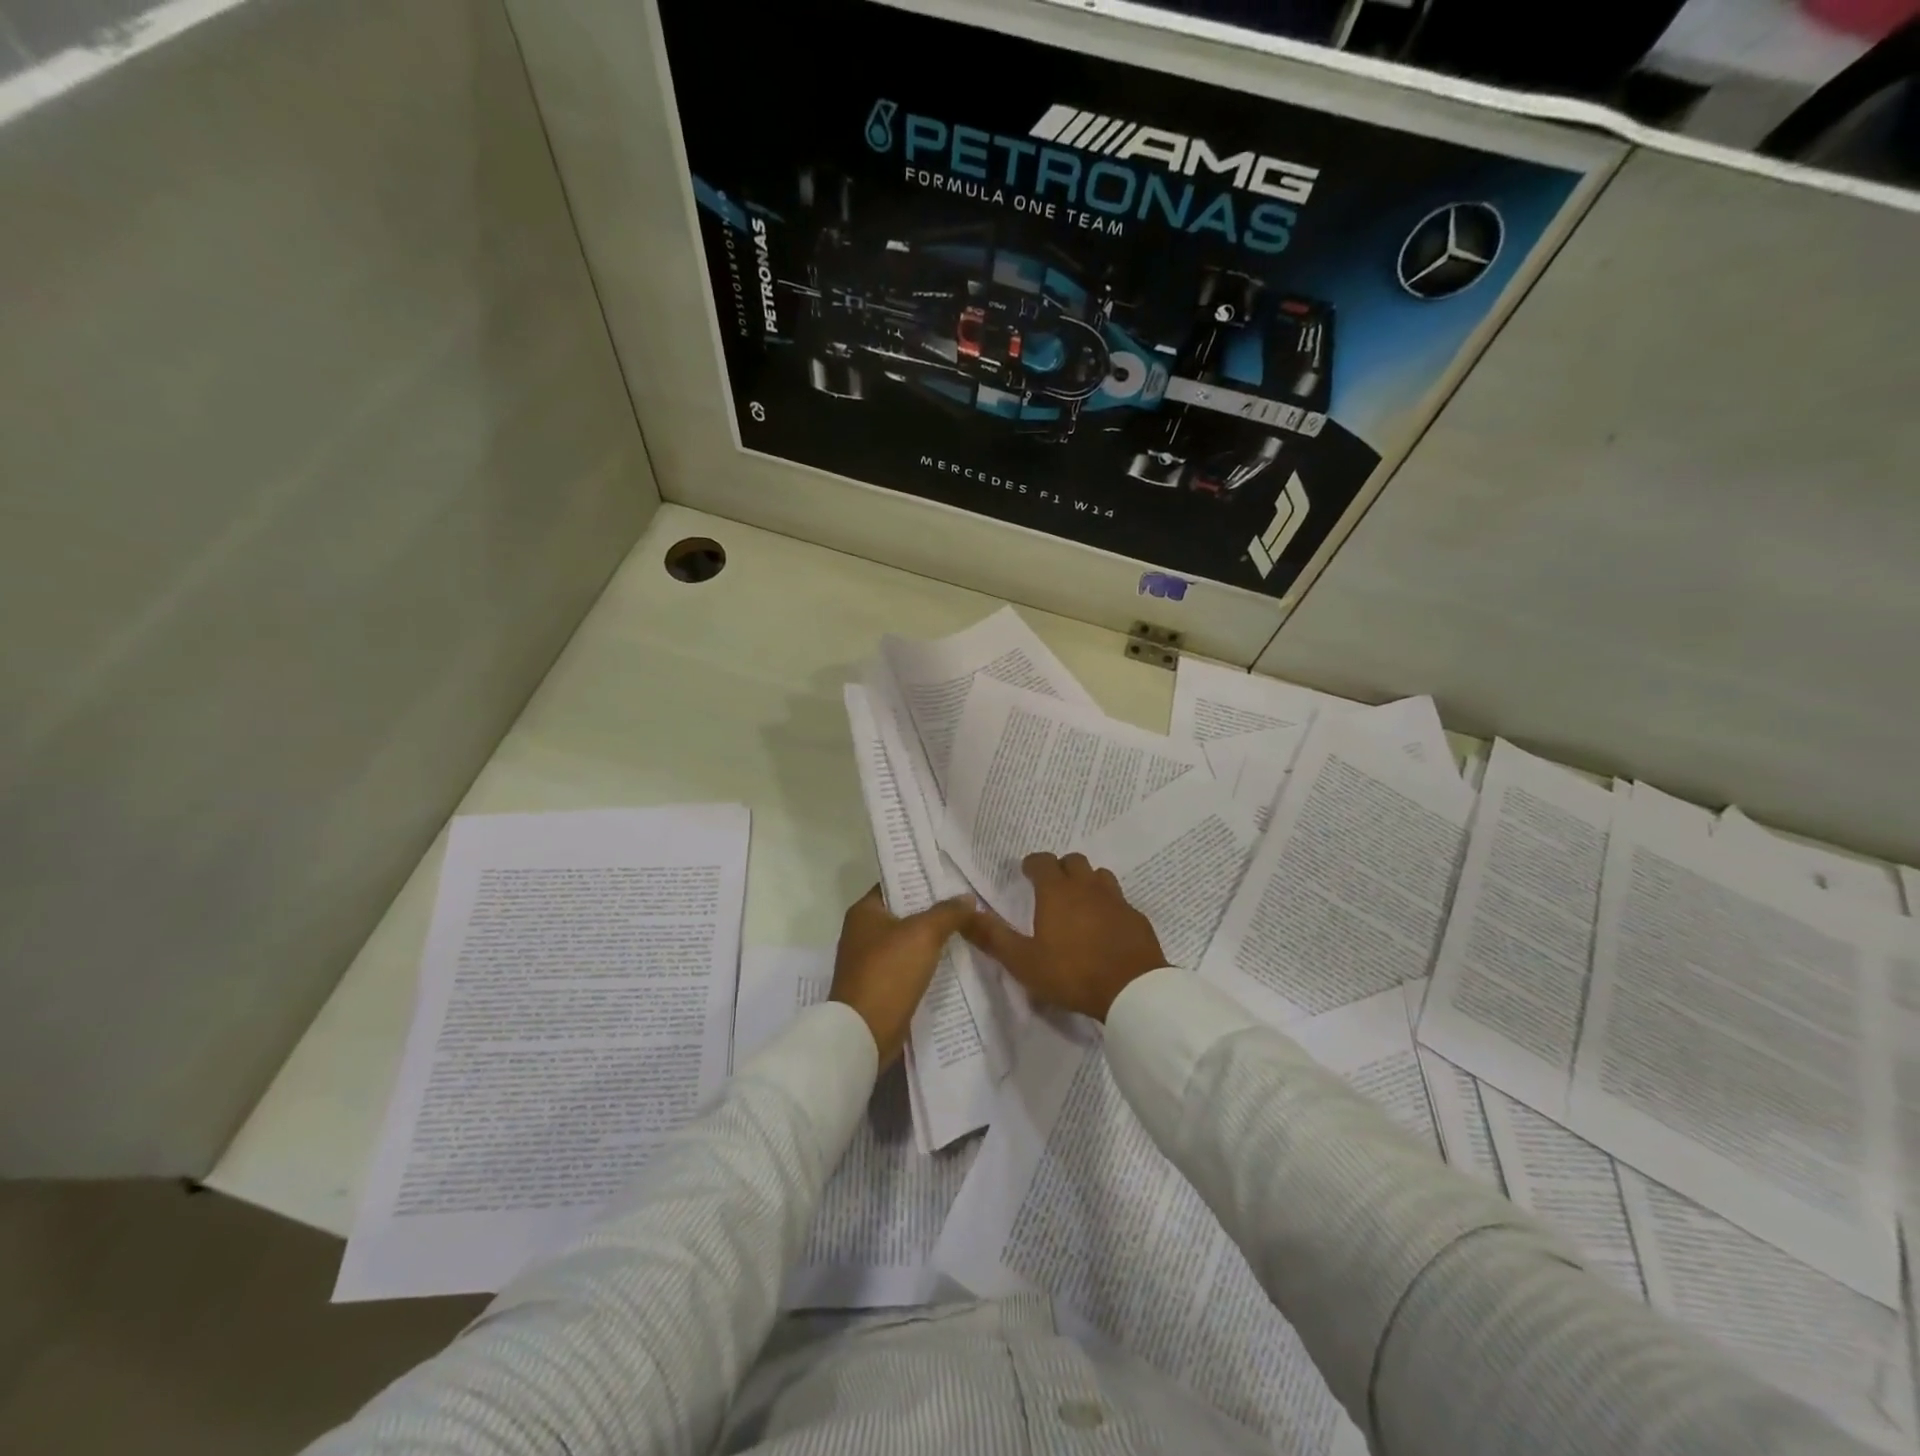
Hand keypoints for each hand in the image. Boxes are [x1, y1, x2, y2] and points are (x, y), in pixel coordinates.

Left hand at [830, 886, 975, 1065]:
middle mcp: (862, 932)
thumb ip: (947, 912)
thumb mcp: (923, 934)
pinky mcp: (879, 986)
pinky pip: (908, 965)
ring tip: (967, 929)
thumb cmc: (888, 973)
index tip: (953, 878)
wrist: (864, 1033)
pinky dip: (926, 962)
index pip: (896, 884)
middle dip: (933, 910)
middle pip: (904, 912)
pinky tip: (952, 960)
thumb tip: (967, 897)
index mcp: (864, 911)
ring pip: (908, 940)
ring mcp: (869, 961)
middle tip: (967, 904)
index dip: (923, 879)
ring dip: (932, 938)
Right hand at [962, 852, 1166, 1021]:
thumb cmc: (1072, 973)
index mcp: (1057, 892)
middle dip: (1060, 868)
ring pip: (1099, 876)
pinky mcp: (1136, 917)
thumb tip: (965, 914)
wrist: (1132, 990)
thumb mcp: (1023, 961)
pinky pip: (1119, 900)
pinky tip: (1105, 926)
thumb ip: (993, 937)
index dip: (1032, 864)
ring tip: (1079, 902)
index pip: (1042, 861)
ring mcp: (1116, 900)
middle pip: (1074, 861)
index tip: (1026, 873)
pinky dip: (1108, 905)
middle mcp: (1087, 887)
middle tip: (1051, 887)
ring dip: (1087, 882)